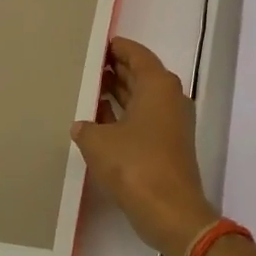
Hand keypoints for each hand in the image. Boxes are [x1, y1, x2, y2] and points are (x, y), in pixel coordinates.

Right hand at [72, 38, 216, 255]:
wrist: (170, 211)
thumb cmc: (135, 165)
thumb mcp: (99, 142)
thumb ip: (86, 127)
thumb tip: (82, 125)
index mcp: (158, 85)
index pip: (137, 55)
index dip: (117, 48)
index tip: (98, 44)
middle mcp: (170, 97)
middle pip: (141, 74)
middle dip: (115, 70)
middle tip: (87, 66)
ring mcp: (172, 122)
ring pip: (142, 98)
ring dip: (118, 94)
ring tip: (87, 90)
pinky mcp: (168, 144)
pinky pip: (143, 119)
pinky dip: (124, 116)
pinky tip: (98, 122)